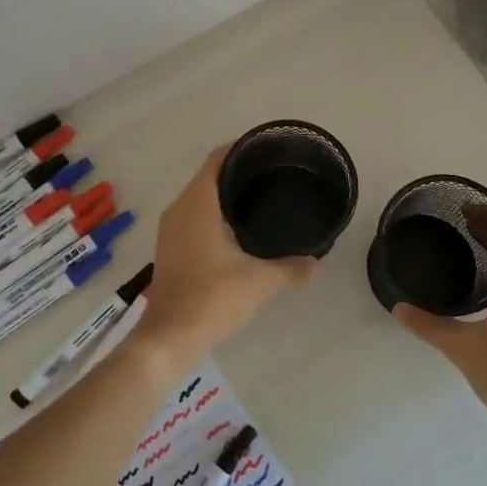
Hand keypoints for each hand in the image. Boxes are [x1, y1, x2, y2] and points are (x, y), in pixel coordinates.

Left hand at [136, 144, 318, 368]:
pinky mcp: (170, 248)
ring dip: (225, 194)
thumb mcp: (259, 281)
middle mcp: (179, 209)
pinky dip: (214, 214)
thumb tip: (316, 262)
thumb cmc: (212, 298)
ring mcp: (171, 230)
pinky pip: (193, 217)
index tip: (267, 148)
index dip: (240, 148)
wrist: (169, 337)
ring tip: (261, 197)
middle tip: (273, 173)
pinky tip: (238, 228)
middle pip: (209, 176)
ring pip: (199, 198)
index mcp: (197, 204)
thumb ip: (291, 268)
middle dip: (238, 171)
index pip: (217, 160)